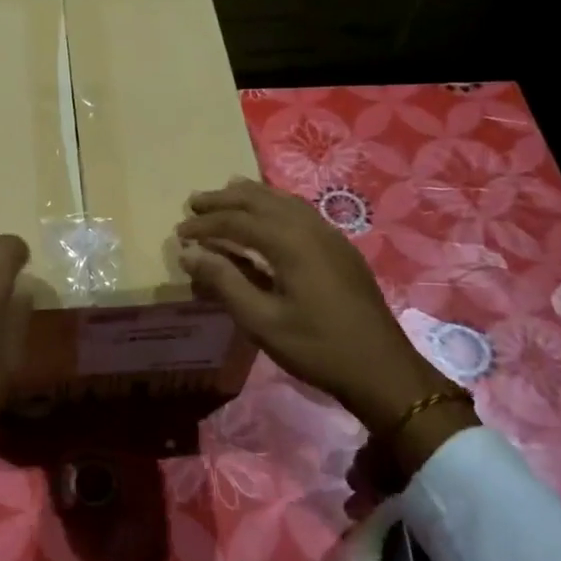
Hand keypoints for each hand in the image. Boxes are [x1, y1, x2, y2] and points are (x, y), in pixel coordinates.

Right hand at [176, 179, 473, 474]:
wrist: (381, 369)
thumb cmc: (316, 347)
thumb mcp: (261, 320)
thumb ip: (224, 282)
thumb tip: (189, 253)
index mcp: (290, 242)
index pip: (237, 221)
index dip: (205, 225)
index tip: (179, 233)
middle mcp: (311, 228)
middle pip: (261, 201)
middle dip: (225, 200)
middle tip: (195, 202)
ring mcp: (330, 235)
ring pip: (285, 201)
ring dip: (252, 196)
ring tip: (227, 192)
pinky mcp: (341, 248)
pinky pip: (301, 211)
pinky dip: (276, 204)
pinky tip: (270, 214)